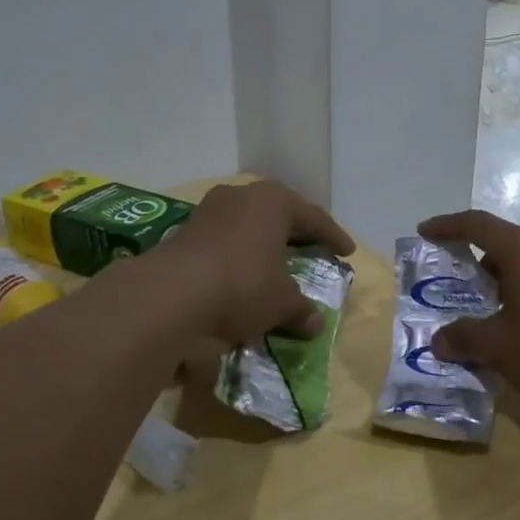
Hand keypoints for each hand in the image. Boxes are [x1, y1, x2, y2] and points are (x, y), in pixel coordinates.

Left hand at [167, 181, 353, 343]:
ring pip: (249, 222)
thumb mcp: (281, 302)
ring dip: (264, 240)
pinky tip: (244, 269)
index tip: (347, 252)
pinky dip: (240, 251)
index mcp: (274, 202)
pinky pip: (226, 237)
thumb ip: (301, 309)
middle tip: (314, 247)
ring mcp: (210, 210)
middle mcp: (243, 196)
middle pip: (279, 212)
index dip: (333, 236)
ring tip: (277, 258)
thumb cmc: (243, 285)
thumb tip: (315, 323)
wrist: (172, 292)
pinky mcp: (186, 229)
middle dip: (298, 231)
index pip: (314, 217)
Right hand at [416, 210, 519, 423]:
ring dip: (504, 279)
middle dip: (477, 258)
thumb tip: (439, 340)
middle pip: (507, 242)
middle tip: (457, 281)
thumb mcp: (498, 349)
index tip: (425, 231)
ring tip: (489, 309)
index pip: (478, 225)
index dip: (448, 225)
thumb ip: (463, 338)